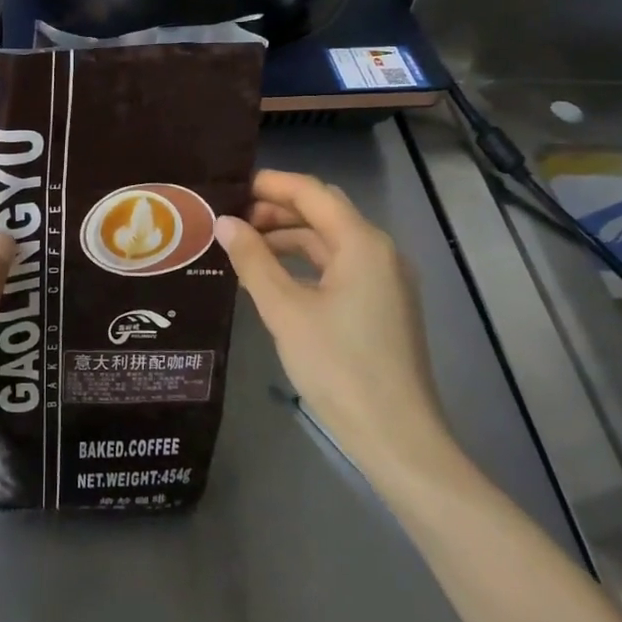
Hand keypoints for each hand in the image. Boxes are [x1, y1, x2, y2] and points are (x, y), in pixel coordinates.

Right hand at [216, 170, 449, 472]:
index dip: (270, 184)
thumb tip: (224, 223)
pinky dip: (305, 263)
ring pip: (330, 240)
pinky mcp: (381, 305)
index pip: (312, 193)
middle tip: (232, 218)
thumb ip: (253, 261)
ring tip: (244, 247)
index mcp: (362, 243)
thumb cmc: (338, 367)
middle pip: (324, 211)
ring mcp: (384, 280)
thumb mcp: (285, 311)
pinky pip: (339, 266)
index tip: (230, 186)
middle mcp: (380, 251)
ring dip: (289, 237)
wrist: (396, 437)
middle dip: (277, 208)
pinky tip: (274, 278)